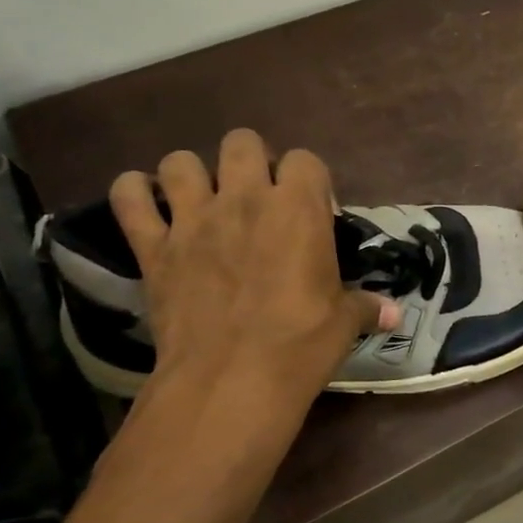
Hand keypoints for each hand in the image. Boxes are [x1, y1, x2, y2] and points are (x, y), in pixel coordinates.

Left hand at [110, 131, 396, 406]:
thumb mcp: (344, 324)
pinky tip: (146, 207)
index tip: (313, 213)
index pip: (305, 160)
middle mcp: (245, 199)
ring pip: (181, 161)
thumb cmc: (300, 346)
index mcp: (298, 210)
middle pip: (242, 142)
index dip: (309, 181)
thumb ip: (366, 307)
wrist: (231, 380)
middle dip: (251, 161)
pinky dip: (134, 194)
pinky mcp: (153, 247)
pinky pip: (128, 198)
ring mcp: (193, 219)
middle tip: (258, 198)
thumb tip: (394, 313)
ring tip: (202, 201)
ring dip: (192, 174)